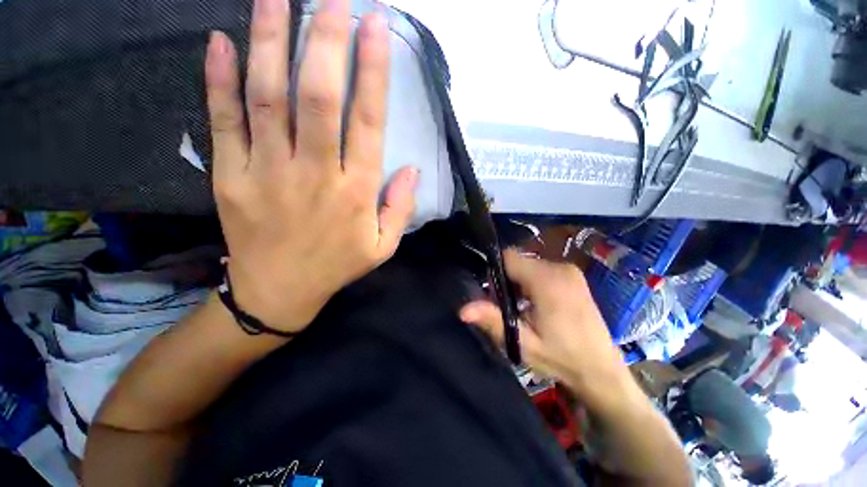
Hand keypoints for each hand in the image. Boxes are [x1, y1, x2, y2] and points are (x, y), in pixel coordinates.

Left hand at [205, 0, 416, 332]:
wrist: (279, 292)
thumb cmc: (337, 266)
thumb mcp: (383, 247)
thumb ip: (400, 208)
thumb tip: (413, 170)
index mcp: (355, 192)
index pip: (367, 122)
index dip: (372, 71)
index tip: (374, 25)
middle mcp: (314, 174)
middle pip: (317, 96)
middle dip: (324, 40)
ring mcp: (267, 172)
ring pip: (267, 97)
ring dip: (271, 41)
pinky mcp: (230, 177)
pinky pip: (223, 121)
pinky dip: (219, 78)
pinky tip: (222, 41)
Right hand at [460, 250, 640, 411]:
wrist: (602, 371)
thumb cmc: (562, 359)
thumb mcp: (523, 343)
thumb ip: (493, 321)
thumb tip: (462, 309)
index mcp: (548, 281)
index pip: (509, 258)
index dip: (495, 272)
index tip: (495, 296)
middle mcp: (560, 268)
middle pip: (518, 261)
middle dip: (507, 280)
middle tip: (510, 308)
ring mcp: (570, 270)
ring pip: (529, 265)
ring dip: (519, 282)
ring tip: (525, 309)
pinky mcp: (574, 276)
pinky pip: (542, 269)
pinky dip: (533, 282)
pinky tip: (538, 305)